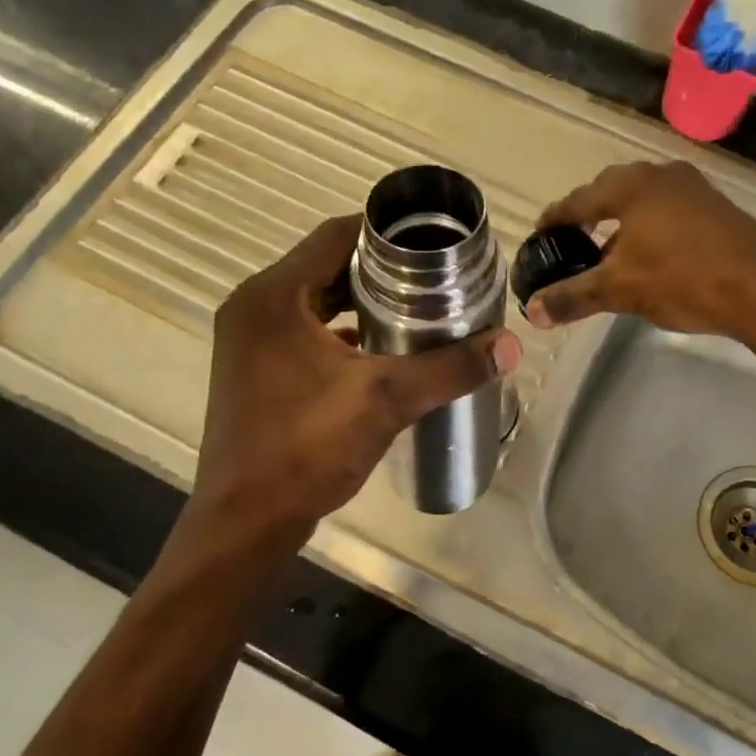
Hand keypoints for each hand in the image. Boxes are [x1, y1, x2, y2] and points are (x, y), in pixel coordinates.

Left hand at [179, 215, 519, 555]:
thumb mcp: (385, 401)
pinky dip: (338, 330)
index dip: (386, 233)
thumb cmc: (306, 450)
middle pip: (326, 265)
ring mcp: (248, 339)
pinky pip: (302, 330)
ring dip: (359, 301)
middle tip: (433, 278)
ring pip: (314, 299)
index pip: (336, 235)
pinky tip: (380, 351)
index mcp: (274, 296)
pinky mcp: (253, 369)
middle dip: (379, 269)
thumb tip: (510, 346)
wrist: (245, 522)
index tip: (432, 245)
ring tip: (415, 310)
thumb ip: (449, 369)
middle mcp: (253, 306)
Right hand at [525, 161, 755, 347]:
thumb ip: (573, 297)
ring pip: (643, 198)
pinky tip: (650, 255)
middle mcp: (661, 176)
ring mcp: (694, 188)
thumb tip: (532, 311)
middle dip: (588, 213)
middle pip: (611, 190)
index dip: (555, 218)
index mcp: (631, 187)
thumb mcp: (621, 291)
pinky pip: (668, 208)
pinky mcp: (717, 206)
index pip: (578, 200)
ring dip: (621, 220)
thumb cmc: (683, 280)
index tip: (540, 233)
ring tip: (608, 251)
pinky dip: (649, 225)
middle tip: (572, 237)